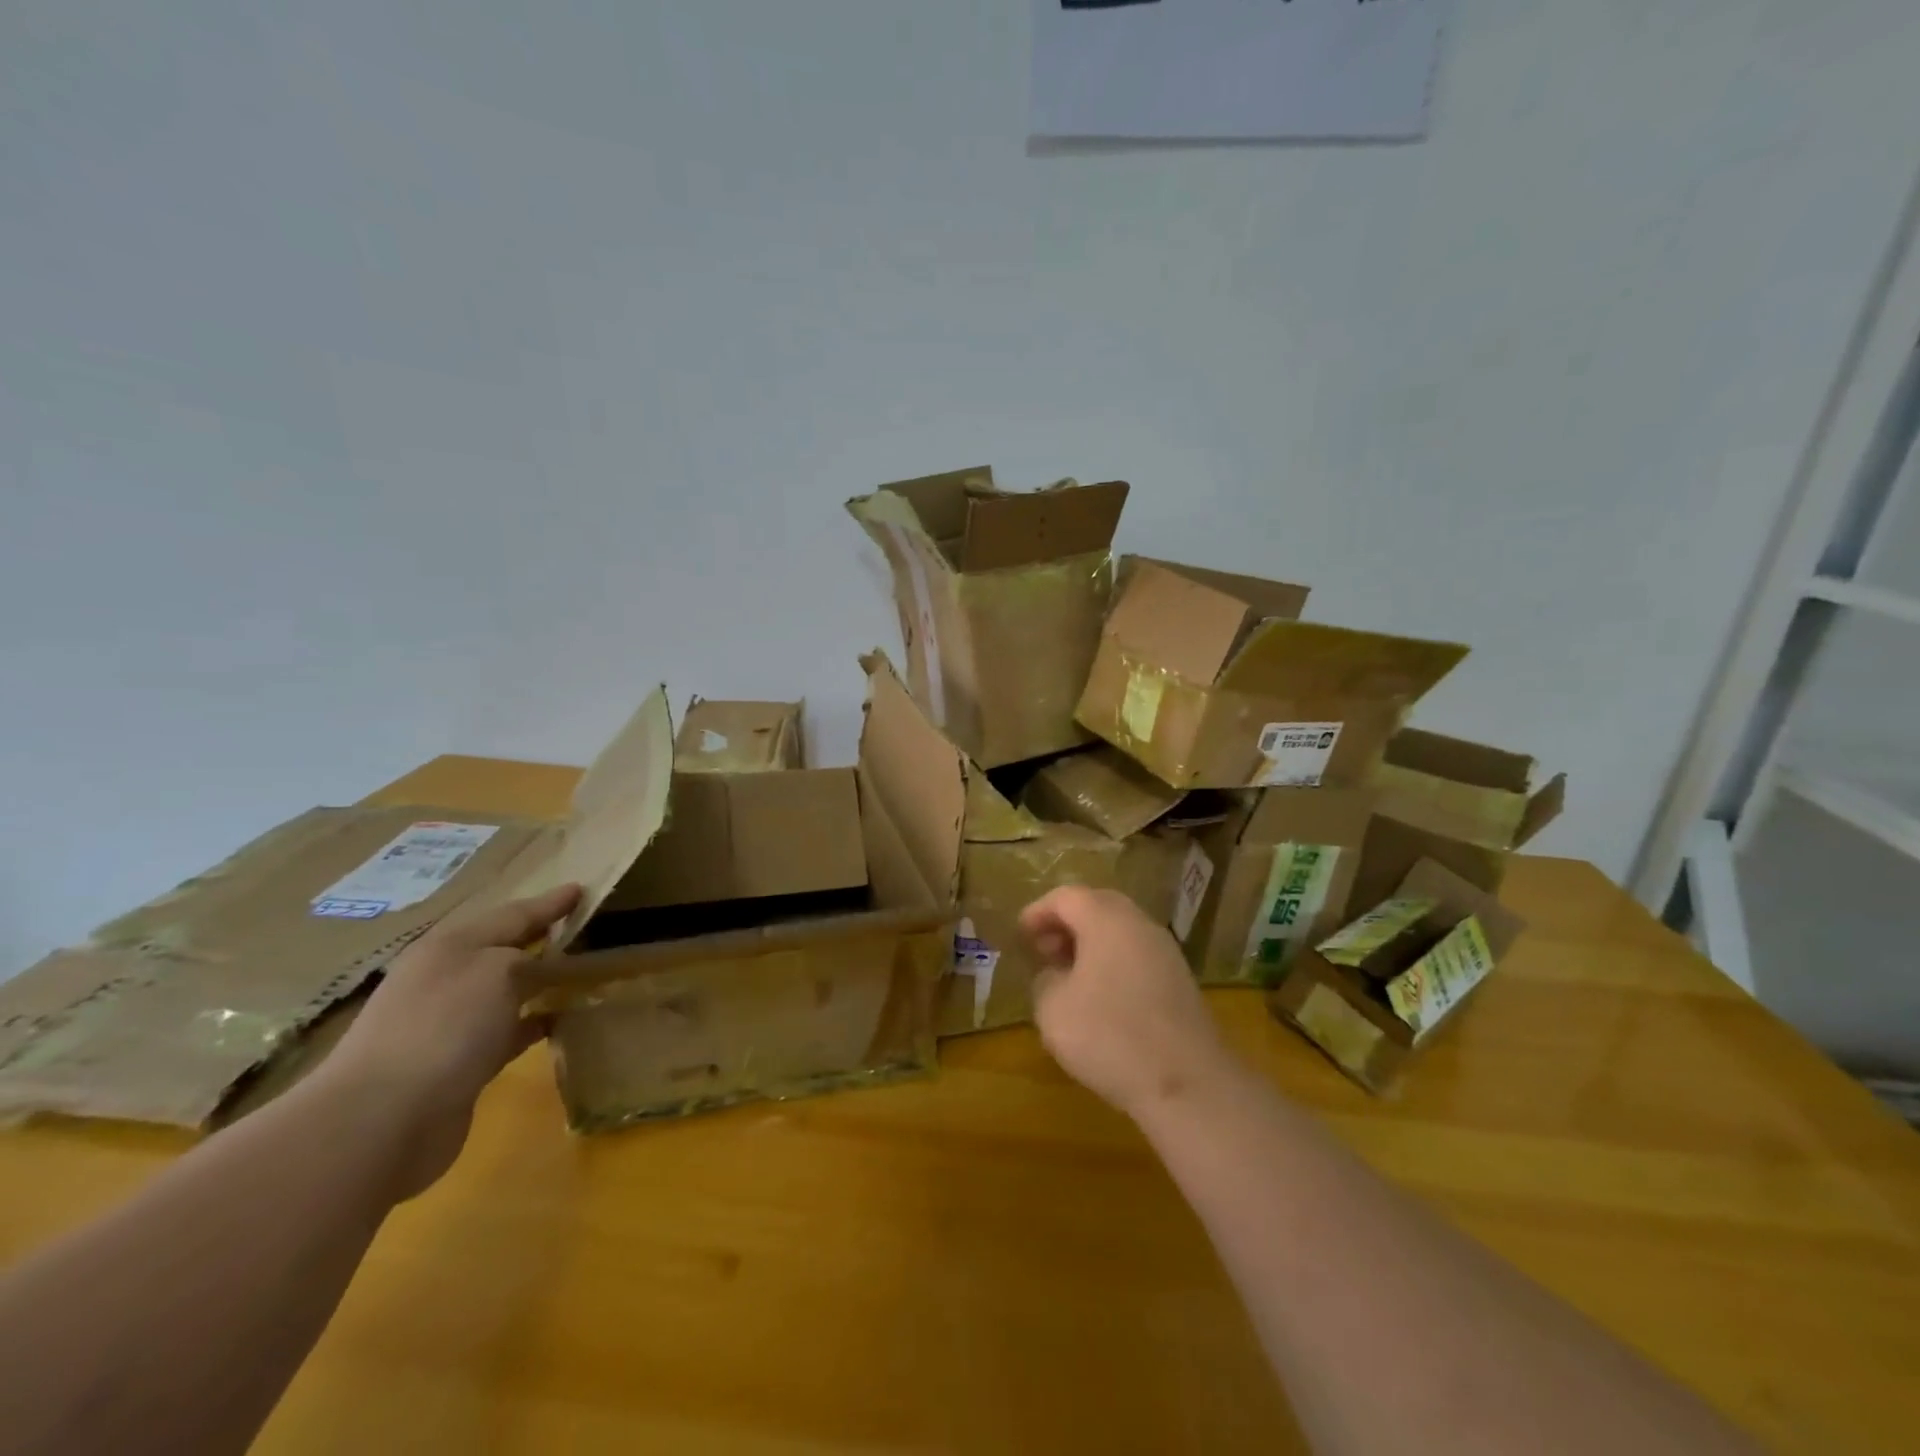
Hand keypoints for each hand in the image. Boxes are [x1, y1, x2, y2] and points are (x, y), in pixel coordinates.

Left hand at [314, 882, 582, 1197]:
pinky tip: (559, 1022)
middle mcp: (445, 979)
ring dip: (540, 983)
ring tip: (583, 975)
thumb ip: (530, 959)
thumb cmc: (445, 1026)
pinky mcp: (456, 1065)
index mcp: (450, 946)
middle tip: (586, 930)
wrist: (382, 1121)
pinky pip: (506, 1031)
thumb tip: (545, 966)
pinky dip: (532, 1022)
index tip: (582, 890)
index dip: (549, 903)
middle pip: (505, 950)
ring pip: (506, 991)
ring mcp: (447, 1024)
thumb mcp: (499, 971)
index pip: (513, 914)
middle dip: (543, 939)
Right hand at [1021, 886, 1230, 1120]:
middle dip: (1066, 923)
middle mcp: (1139, 924)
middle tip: (1043, 950)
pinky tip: (1100, 997)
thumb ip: (1045, 981)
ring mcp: (1166, 951)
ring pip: (1121, 931)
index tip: (1019, 935)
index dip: (1038, 912)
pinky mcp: (1180, 981)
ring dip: (1091, 944)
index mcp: (1106, 920)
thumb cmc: (1110, 1036)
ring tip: (1068, 976)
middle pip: (1097, 906)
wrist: (1187, 1084)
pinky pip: (1137, 955)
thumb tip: (1055, 975)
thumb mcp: (1053, 1009)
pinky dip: (1113, 963)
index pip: (1066, 897)